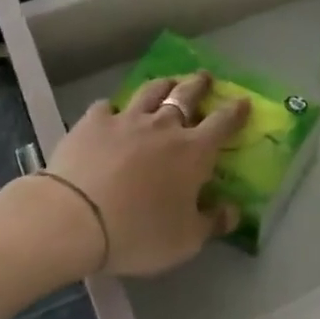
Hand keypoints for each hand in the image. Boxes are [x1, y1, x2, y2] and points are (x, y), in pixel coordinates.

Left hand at [41, 73, 248, 277]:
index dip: (235, 111)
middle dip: (199, 84)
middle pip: (186, 96)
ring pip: (150, 91)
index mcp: (193, 152)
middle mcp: (163, 126)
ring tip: (168, 81)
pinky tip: (111, 112)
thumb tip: (233, 210)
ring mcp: (127, 120)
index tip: (243, 101)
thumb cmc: (139, 232)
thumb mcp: (185, 241)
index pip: (222, 124)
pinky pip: (107, 106)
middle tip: (204, 77)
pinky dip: (113, 108)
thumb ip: (212, 223)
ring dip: (163, 84)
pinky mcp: (93, 122)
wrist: (76, 217)